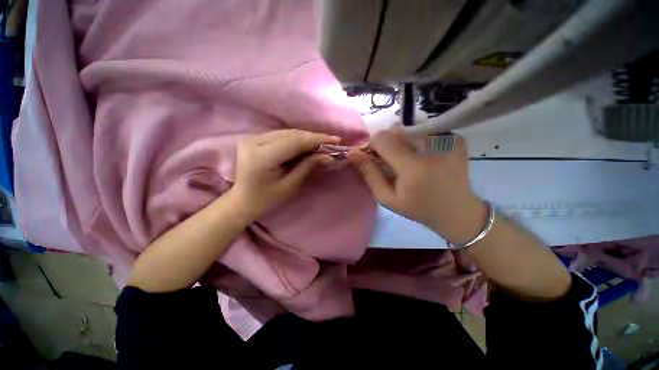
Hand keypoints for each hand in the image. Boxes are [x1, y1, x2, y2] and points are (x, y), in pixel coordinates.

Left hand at [229, 129, 339, 222]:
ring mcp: (252, 137)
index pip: (294, 142)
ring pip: (287, 132)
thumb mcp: (290, 185)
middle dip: (313, 137)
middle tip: (332, 142)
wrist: (242, 200)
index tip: (335, 140)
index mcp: (262, 157)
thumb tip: (328, 155)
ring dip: (306, 137)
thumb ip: (307, 166)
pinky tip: (308, 144)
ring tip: (323, 143)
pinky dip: (297, 139)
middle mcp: (254, 141)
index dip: (316, 139)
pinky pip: (281, 135)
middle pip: (291, 134)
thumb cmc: (267, 199)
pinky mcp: (254, 138)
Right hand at [347, 130, 487, 245]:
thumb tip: (352, 152)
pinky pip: (425, 133)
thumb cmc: (418, 208)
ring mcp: (447, 141)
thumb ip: (369, 174)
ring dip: (402, 143)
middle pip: (396, 132)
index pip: (383, 139)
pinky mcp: (455, 139)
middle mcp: (432, 149)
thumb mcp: (387, 198)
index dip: (373, 145)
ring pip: (409, 131)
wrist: (457, 211)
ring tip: (408, 162)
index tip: (375, 158)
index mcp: (413, 168)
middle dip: (387, 145)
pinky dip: (417, 143)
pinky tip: (423, 158)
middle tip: (392, 163)